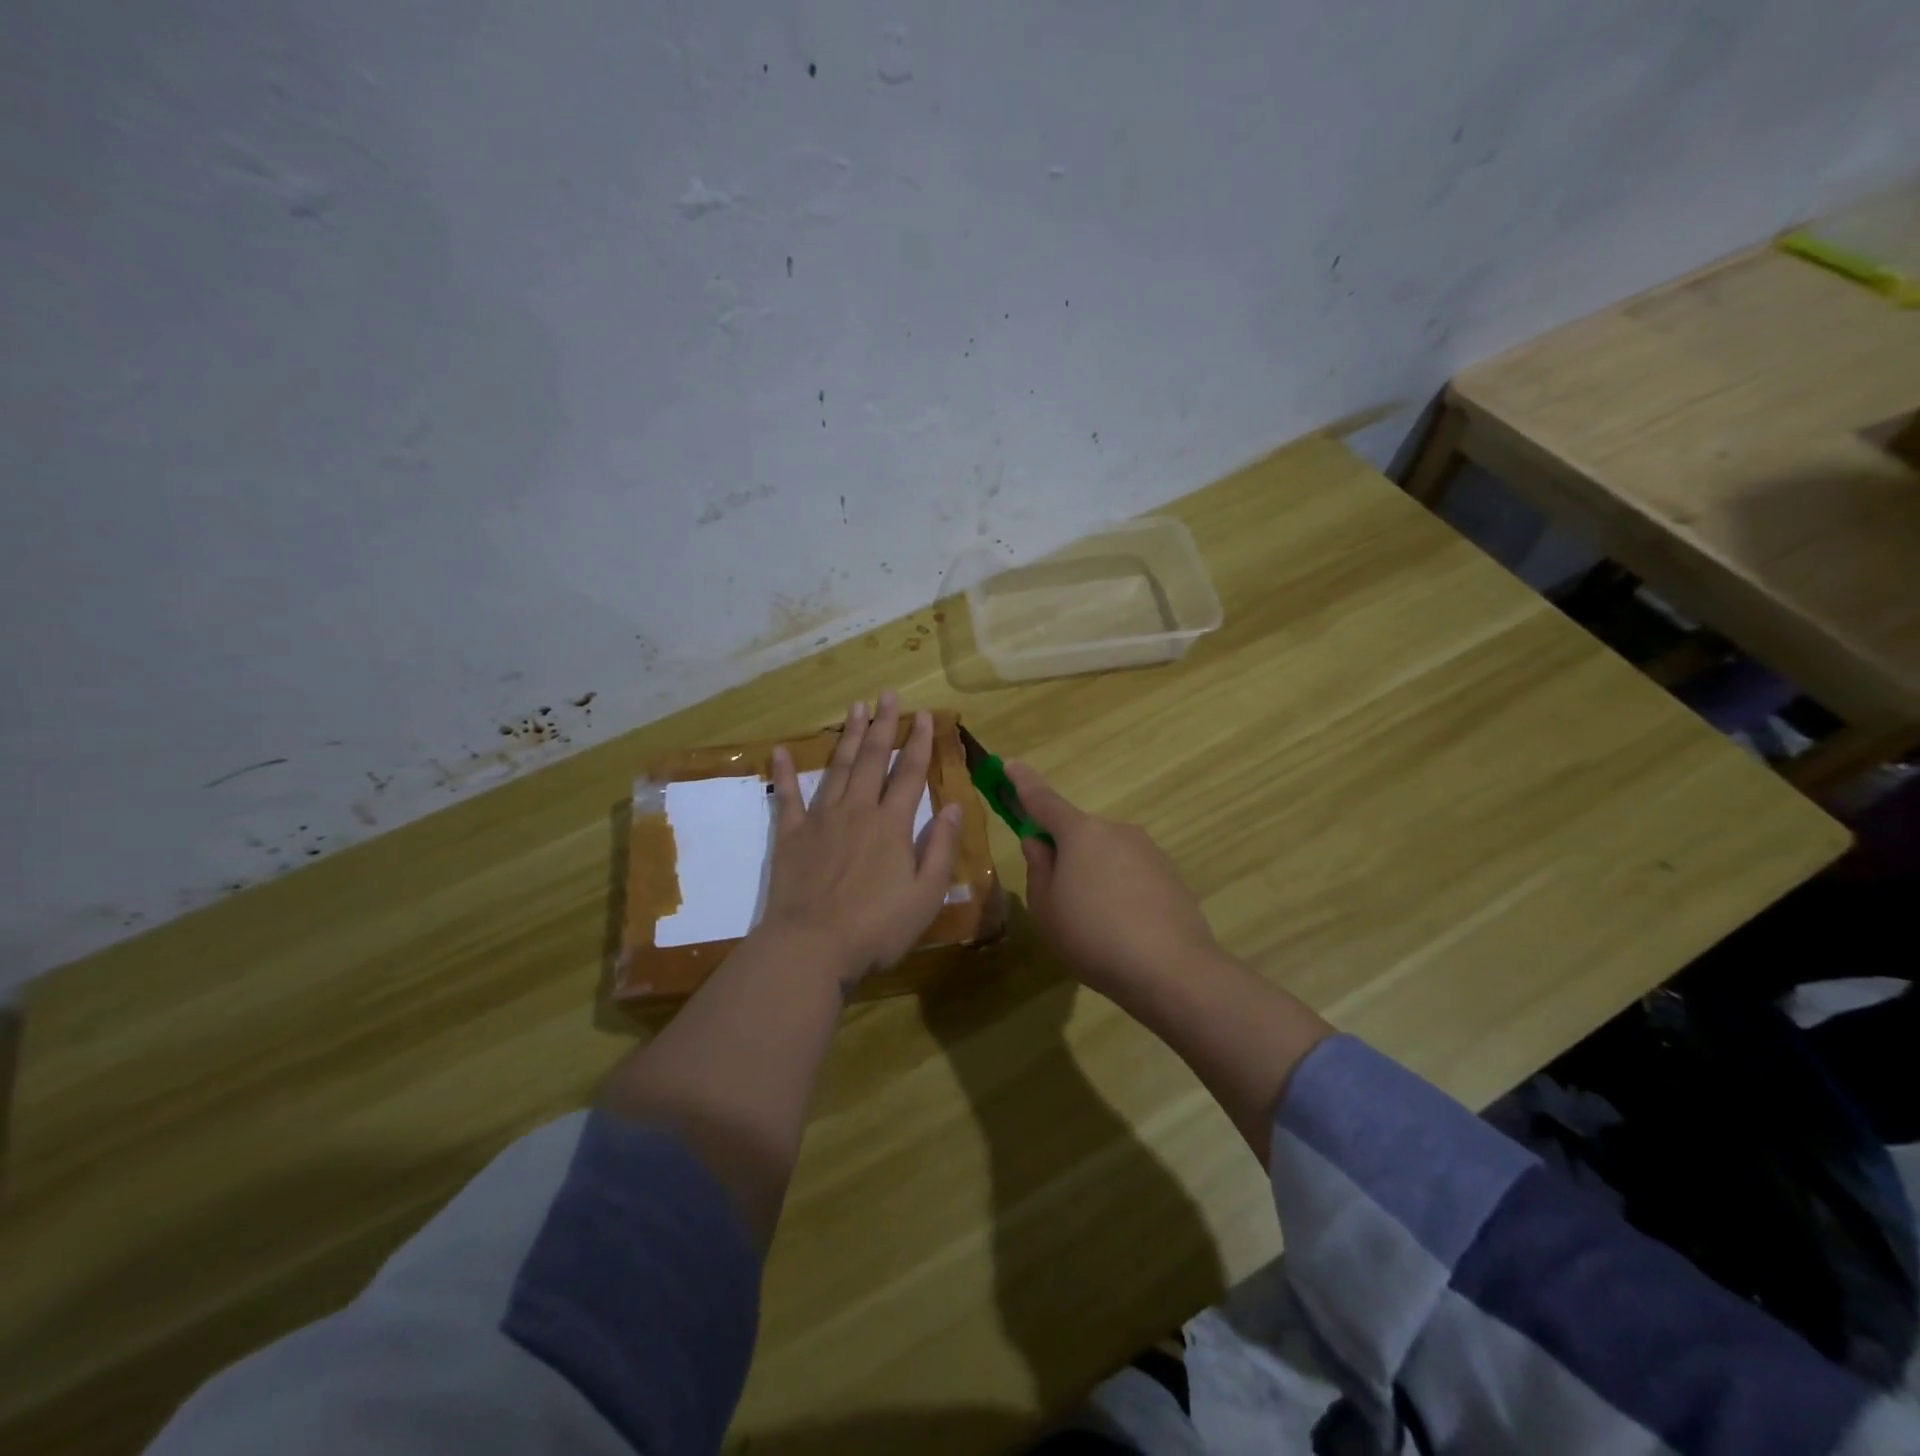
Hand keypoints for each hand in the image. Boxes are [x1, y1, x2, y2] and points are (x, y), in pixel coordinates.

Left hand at [760, 692, 964, 992]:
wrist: (811, 947)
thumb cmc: (877, 928)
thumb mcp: (926, 895)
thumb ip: (941, 848)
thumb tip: (952, 805)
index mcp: (892, 825)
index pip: (910, 773)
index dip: (919, 742)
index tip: (924, 715)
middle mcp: (857, 811)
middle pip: (873, 760)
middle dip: (883, 725)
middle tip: (887, 695)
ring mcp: (820, 820)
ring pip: (837, 768)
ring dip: (848, 737)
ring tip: (855, 708)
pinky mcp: (790, 836)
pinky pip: (787, 797)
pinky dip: (784, 772)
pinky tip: (781, 750)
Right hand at [1008, 761, 1223, 996]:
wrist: (1172, 970)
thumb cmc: (1094, 937)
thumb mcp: (1046, 909)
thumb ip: (1039, 869)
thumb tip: (1039, 842)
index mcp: (1080, 833)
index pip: (1043, 800)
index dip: (1022, 783)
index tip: (1009, 764)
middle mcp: (1116, 830)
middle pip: (1078, 834)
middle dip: (1064, 855)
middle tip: (1058, 900)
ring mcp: (1148, 850)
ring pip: (1106, 856)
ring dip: (1094, 877)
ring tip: (1095, 926)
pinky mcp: (1170, 875)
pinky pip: (1132, 875)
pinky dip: (1120, 892)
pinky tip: (1123, 930)